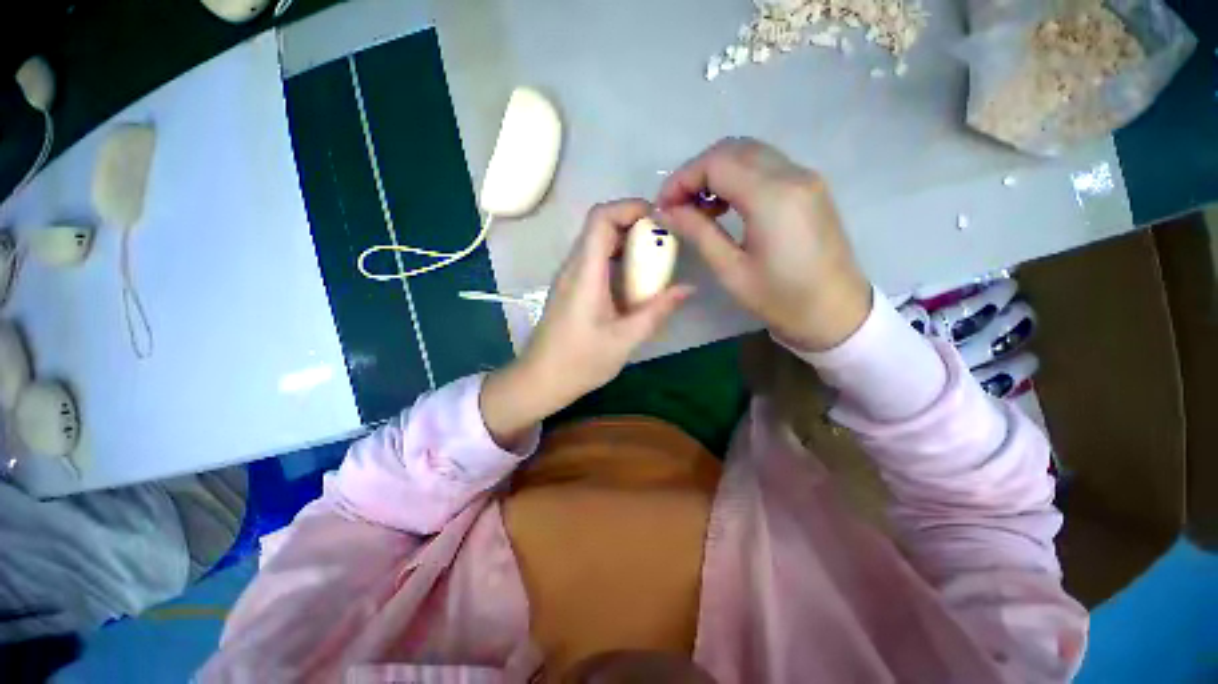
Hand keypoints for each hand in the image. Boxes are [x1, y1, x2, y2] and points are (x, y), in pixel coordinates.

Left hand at [481, 200, 692, 447]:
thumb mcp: (625, 339)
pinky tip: (634, 283)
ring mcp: (569, 277)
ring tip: (654, 262)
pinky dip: (617, 260)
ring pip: (597, 243)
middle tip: (663, 243)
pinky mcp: (570, 289)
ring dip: (626, 243)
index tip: (659, 221)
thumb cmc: (579, 362)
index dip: (630, 208)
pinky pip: (594, 261)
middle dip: (634, 225)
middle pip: (600, 226)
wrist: (540, 380)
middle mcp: (573, 267)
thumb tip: (688, 288)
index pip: (601, 218)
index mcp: (585, 273)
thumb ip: (657, 311)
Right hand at [657, 137, 871, 351]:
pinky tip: (725, 206)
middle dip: (696, 172)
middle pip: (732, 149)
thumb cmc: (780, 299)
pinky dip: (738, 176)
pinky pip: (766, 166)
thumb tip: (666, 211)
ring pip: (749, 153)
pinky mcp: (809, 187)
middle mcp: (792, 174)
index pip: (716, 164)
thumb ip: (698, 232)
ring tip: (697, 208)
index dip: (682, 179)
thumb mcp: (731, 270)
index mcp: (772, 197)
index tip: (662, 206)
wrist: (835, 312)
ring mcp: (805, 177)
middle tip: (677, 205)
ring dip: (716, 172)